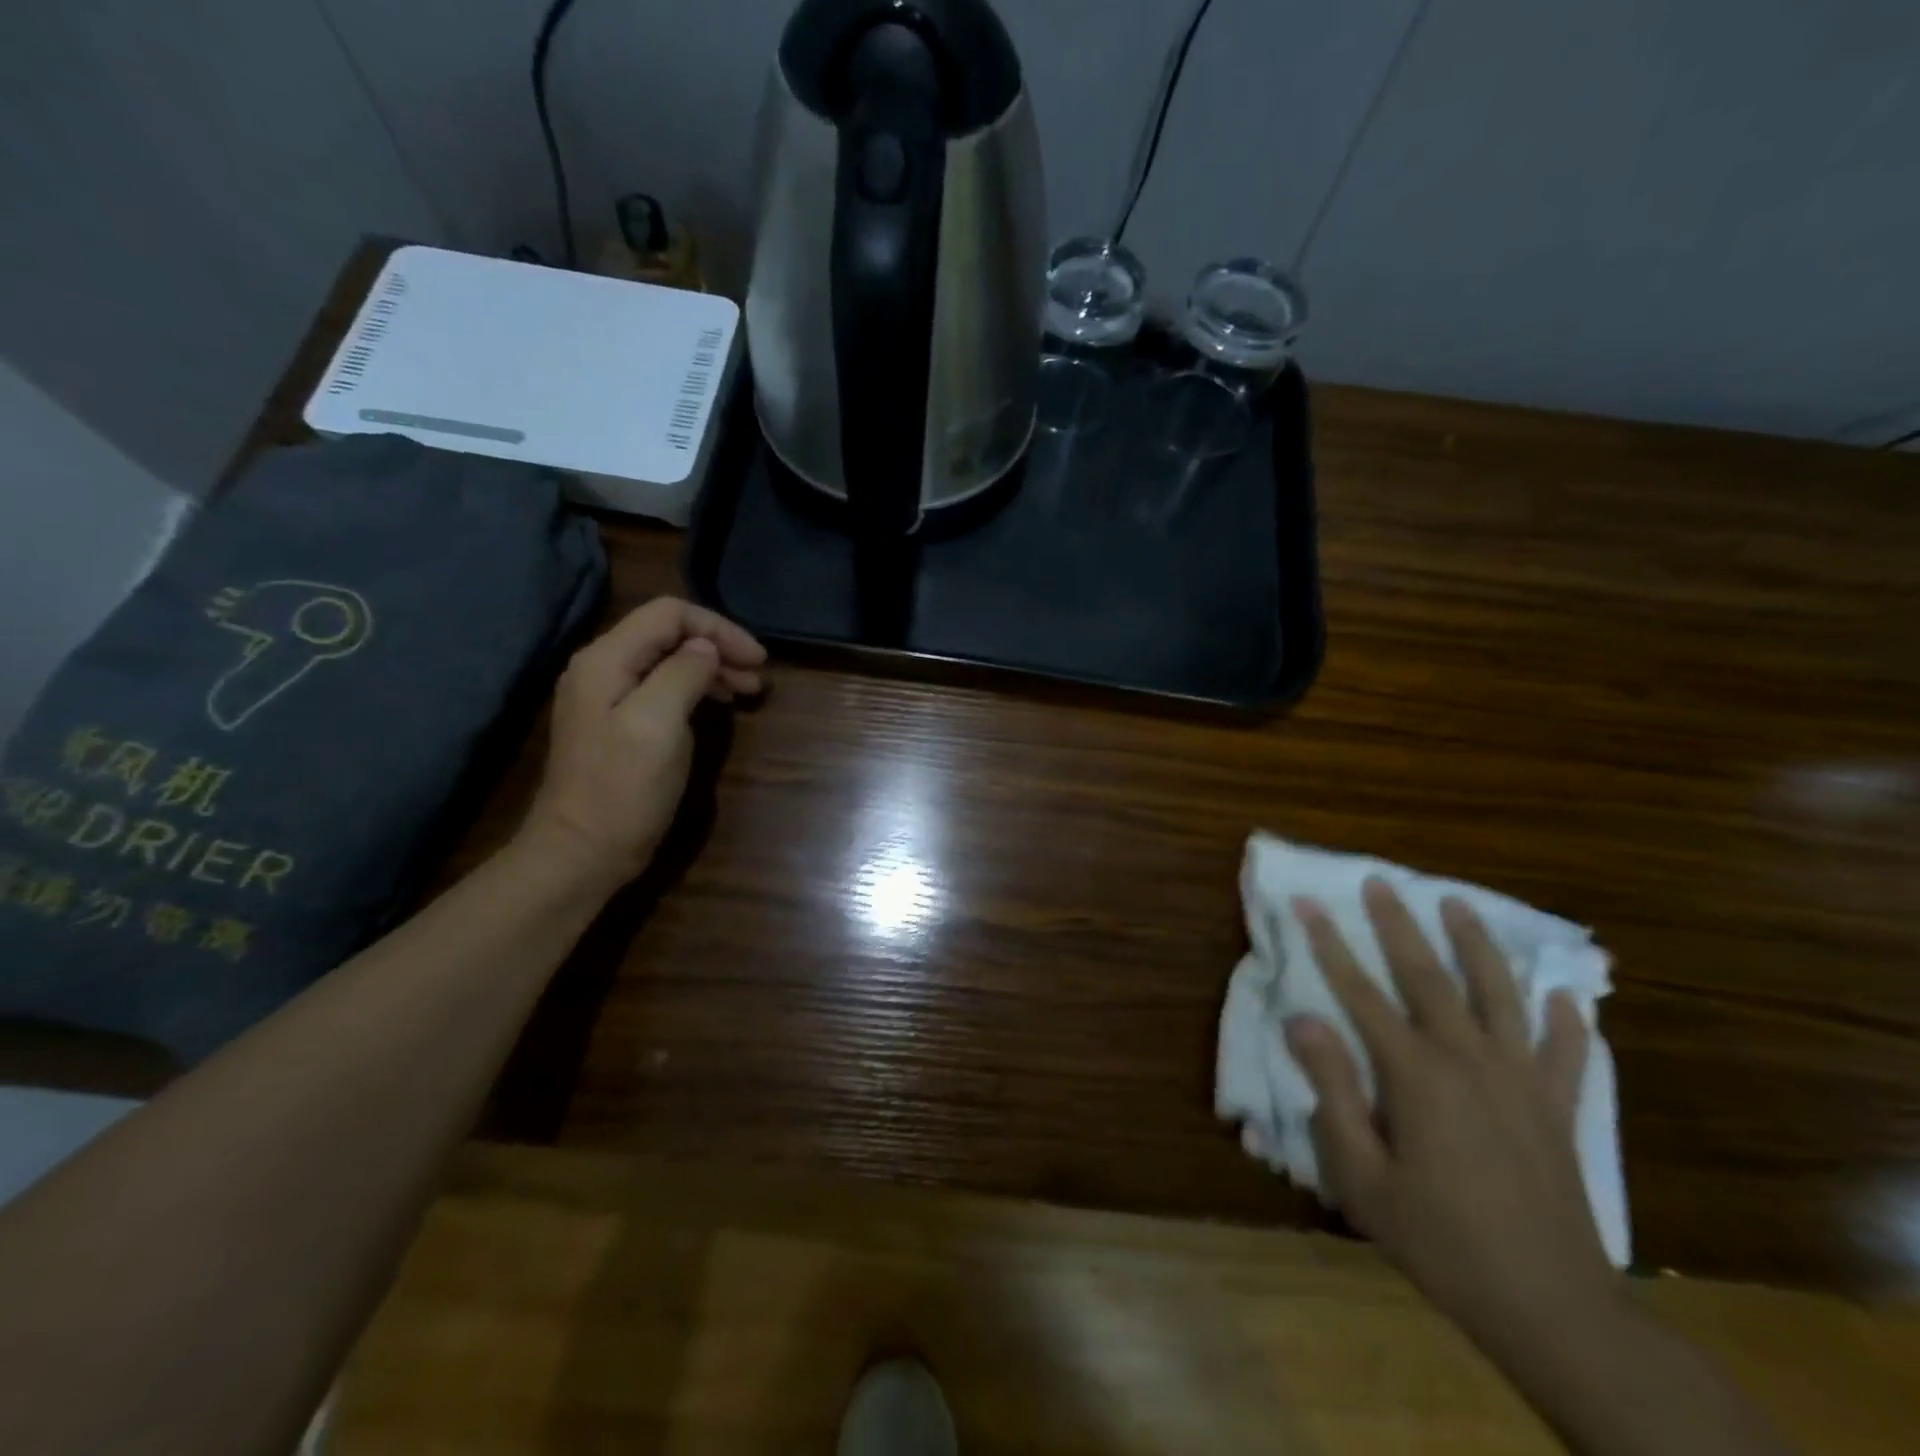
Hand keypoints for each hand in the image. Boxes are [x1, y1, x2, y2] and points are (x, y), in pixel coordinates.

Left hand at [519, 597, 765, 893]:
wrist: (583, 851)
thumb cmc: (623, 788)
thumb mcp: (658, 723)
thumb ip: (683, 673)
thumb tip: (706, 648)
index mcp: (607, 659)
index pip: (669, 614)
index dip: (718, 628)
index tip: (757, 659)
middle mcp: (603, 667)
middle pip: (668, 633)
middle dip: (718, 647)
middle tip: (757, 677)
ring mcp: (608, 696)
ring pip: (668, 660)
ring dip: (711, 668)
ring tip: (747, 691)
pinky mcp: (619, 722)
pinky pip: (662, 687)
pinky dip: (696, 689)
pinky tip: (717, 705)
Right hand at [1286, 879, 1619, 1363]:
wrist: (1551, 1307)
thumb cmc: (1439, 1239)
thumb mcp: (1362, 1175)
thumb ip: (1333, 1091)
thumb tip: (1303, 1020)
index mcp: (1415, 1074)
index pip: (1360, 992)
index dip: (1329, 945)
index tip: (1307, 905)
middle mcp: (1469, 1060)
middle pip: (1428, 976)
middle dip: (1398, 925)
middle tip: (1381, 882)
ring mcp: (1521, 1080)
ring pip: (1499, 995)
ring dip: (1477, 945)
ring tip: (1459, 904)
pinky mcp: (1558, 1108)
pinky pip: (1566, 1053)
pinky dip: (1567, 1021)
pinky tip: (1565, 996)